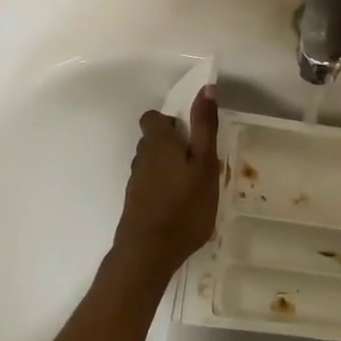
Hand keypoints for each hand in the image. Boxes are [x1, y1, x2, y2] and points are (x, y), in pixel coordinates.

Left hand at [114, 85, 220, 272]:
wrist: (148, 252)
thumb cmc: (184, 206)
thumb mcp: (204, 164)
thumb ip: (204, 127)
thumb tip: (206, 88)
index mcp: (158, 143)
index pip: (152, 118)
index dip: (169, 121)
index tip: (190, 134)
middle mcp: (141, 157)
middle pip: (152, 140)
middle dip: (172, 145)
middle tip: (197, 162)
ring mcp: (135, 182)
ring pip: (151, 163)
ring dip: (167, 167)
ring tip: (190, 185)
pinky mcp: (134, 203)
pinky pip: (149, 184)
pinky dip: (162, 187)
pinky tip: (178, 206)